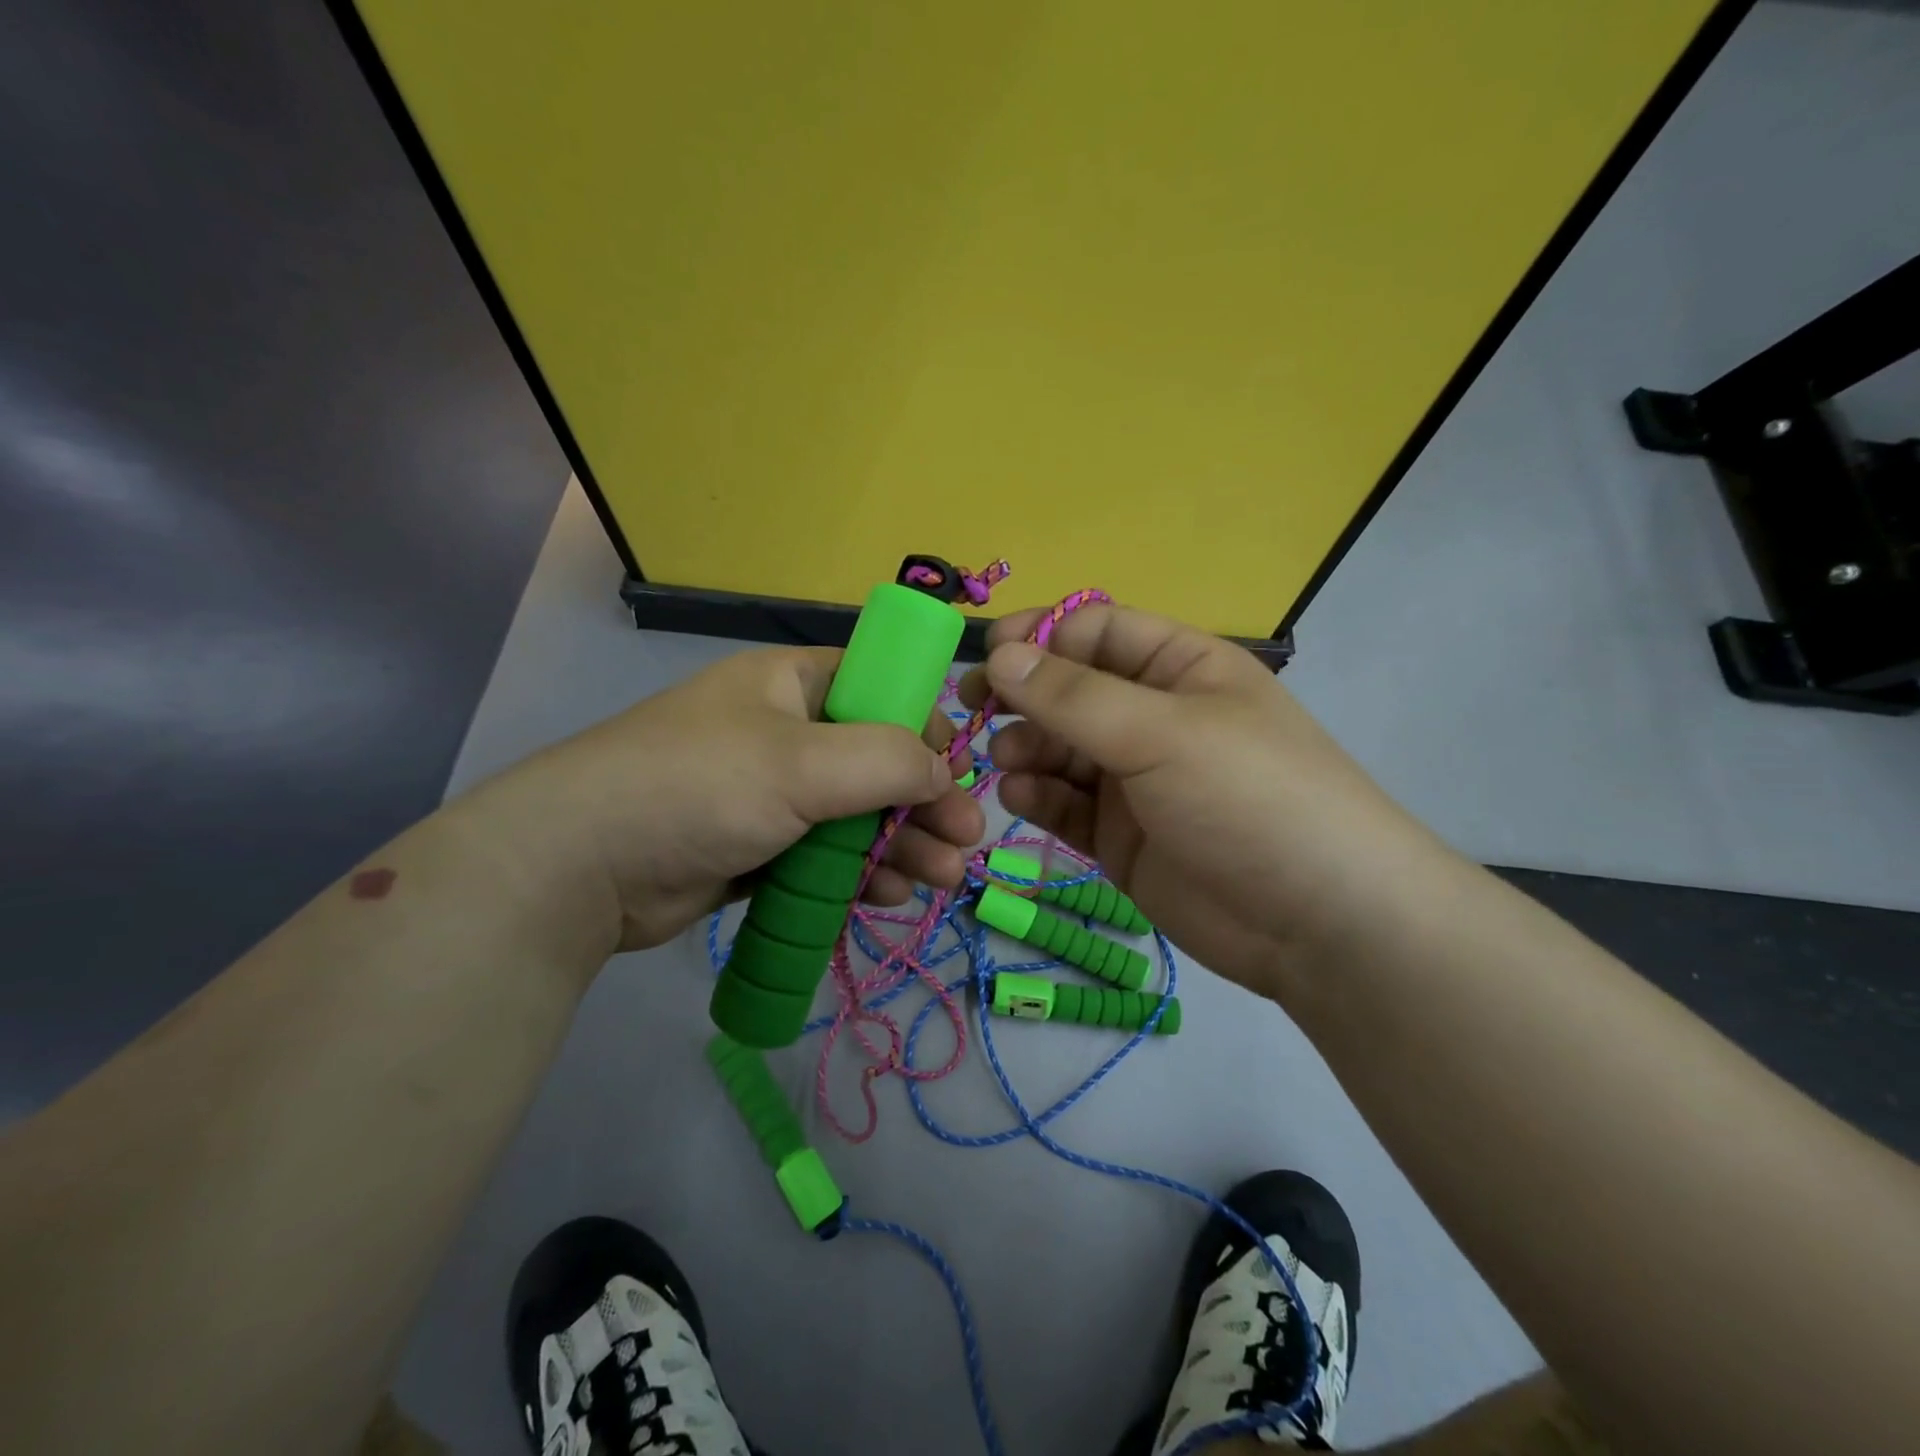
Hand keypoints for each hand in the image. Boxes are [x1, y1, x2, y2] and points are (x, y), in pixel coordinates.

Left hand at [479, 646, 984, 959]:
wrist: (579, 868)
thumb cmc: (698, 787)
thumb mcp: (802, 763)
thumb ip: (888, 759)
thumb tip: (945, 770)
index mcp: (792, 684)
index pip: (880, 689)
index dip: (924, 727)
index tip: (957, 773)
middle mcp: (784, 731)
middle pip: (876, 760)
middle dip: (924, 801)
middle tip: (966, 842)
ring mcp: (769, 793)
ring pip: (855, 814)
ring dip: (901, 843)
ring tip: (939, 879)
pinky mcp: (756, 847)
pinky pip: (824, 854)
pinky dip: (859, 872)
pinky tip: (889, 895)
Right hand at [961, 603, 1443, 998]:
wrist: (1317, 922)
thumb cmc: (1248, 797)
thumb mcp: (1161, 732)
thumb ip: (1073, 695)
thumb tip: (999, 654)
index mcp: (1178, 667)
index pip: (1095, 630)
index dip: (1041, 637)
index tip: (991, 656)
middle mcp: (1151, 716)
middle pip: (1068, 689)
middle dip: (1022, 696)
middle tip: (973, 708)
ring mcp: (1133, 778)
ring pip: (1058, 747)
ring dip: (1025, 747)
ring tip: (1011, 762)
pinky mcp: (1117, 834)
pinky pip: (1063, 802)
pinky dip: (1037, 795)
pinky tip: (1023, 797)